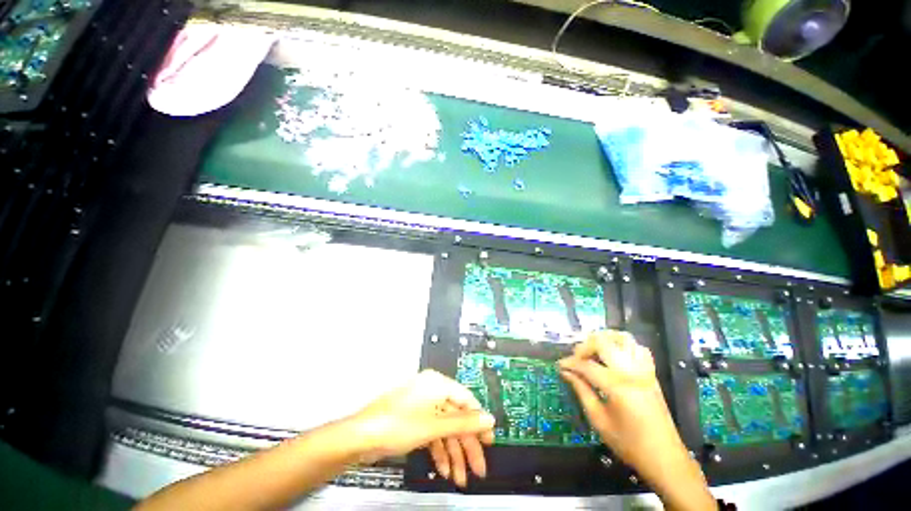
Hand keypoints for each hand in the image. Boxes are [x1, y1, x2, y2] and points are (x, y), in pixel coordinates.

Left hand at [351, 369, 494, 486]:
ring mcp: (422, 407)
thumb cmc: (398, 424)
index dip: (479, 422)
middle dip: (466, 445)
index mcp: (437, 383)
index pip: (467, 400)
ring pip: (445, 429)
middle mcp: (432, 391)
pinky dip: (439, 451)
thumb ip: (464, 423)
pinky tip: (445, 470)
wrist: (360, 438)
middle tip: (478, 468)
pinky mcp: (414, 421)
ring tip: (461, 477)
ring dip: (454, 453)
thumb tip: (488, 419)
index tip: (489, 441)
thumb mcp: (434, 426)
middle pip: (456, 418)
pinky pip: (433, 434)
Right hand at [559, 331, 714, 510]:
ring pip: (622, 338)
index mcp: (617, 386)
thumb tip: (566, 373)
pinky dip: (623, 346)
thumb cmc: (629, 444)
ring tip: (593, 352)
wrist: (665, 458)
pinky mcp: (651, 373)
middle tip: (576, 359)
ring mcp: (643, 370)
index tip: (560, 366)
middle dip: (585, 346)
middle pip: (603, 342)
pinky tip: (614, 356)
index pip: (586, 365)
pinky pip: (638, 348)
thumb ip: (581, 391)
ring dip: (604, 340)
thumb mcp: (599, 420)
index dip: (569, 363)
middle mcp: (631, 372)